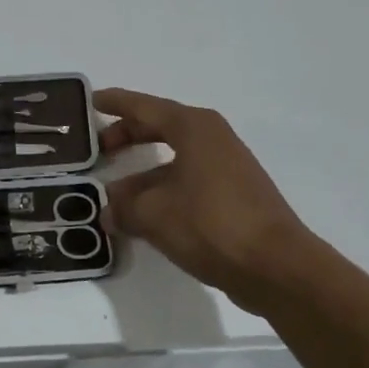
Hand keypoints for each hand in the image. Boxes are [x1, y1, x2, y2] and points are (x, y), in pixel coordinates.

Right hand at [97, 88, 322, 315]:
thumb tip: (108, 211)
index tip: (91, 100)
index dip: (115, 103)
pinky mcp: (234, 194)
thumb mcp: (154, 215)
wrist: (276, 266)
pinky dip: (163, 189)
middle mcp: (212, 138)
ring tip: (113, 194)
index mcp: (193, 128)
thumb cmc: (211, 224)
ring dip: (143, 172)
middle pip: (160, 127)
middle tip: (98, 148)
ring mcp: (226, 166)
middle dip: (127, 135)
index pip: (144, 107)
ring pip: (174, 158)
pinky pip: (188, 180)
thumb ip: (124, 208)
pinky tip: (143, 215)